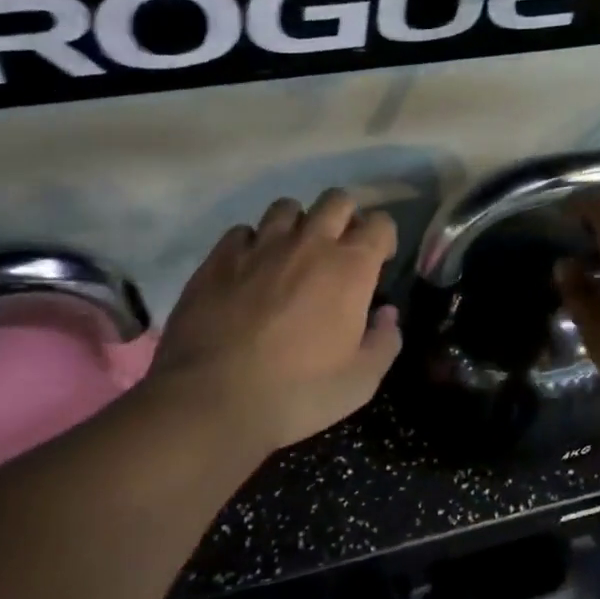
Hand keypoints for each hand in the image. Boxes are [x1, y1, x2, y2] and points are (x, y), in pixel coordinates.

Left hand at [149, 190, 402, 453]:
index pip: (379, 223)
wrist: (212, 398)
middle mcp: (307, 243)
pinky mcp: (219, 257)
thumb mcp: (359, 382)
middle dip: (345, 218)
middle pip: (335, 200)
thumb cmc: (297, 393)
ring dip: (298, 224)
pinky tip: (250, 270)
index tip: (380, 261)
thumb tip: (387, 314)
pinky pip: (243, 231)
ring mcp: (259, 245)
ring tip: (292, 255)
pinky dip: (253, 244)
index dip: (384, 238)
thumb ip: (384, 342)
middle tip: (339, 251)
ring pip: (287, 208)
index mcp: (349, 268)